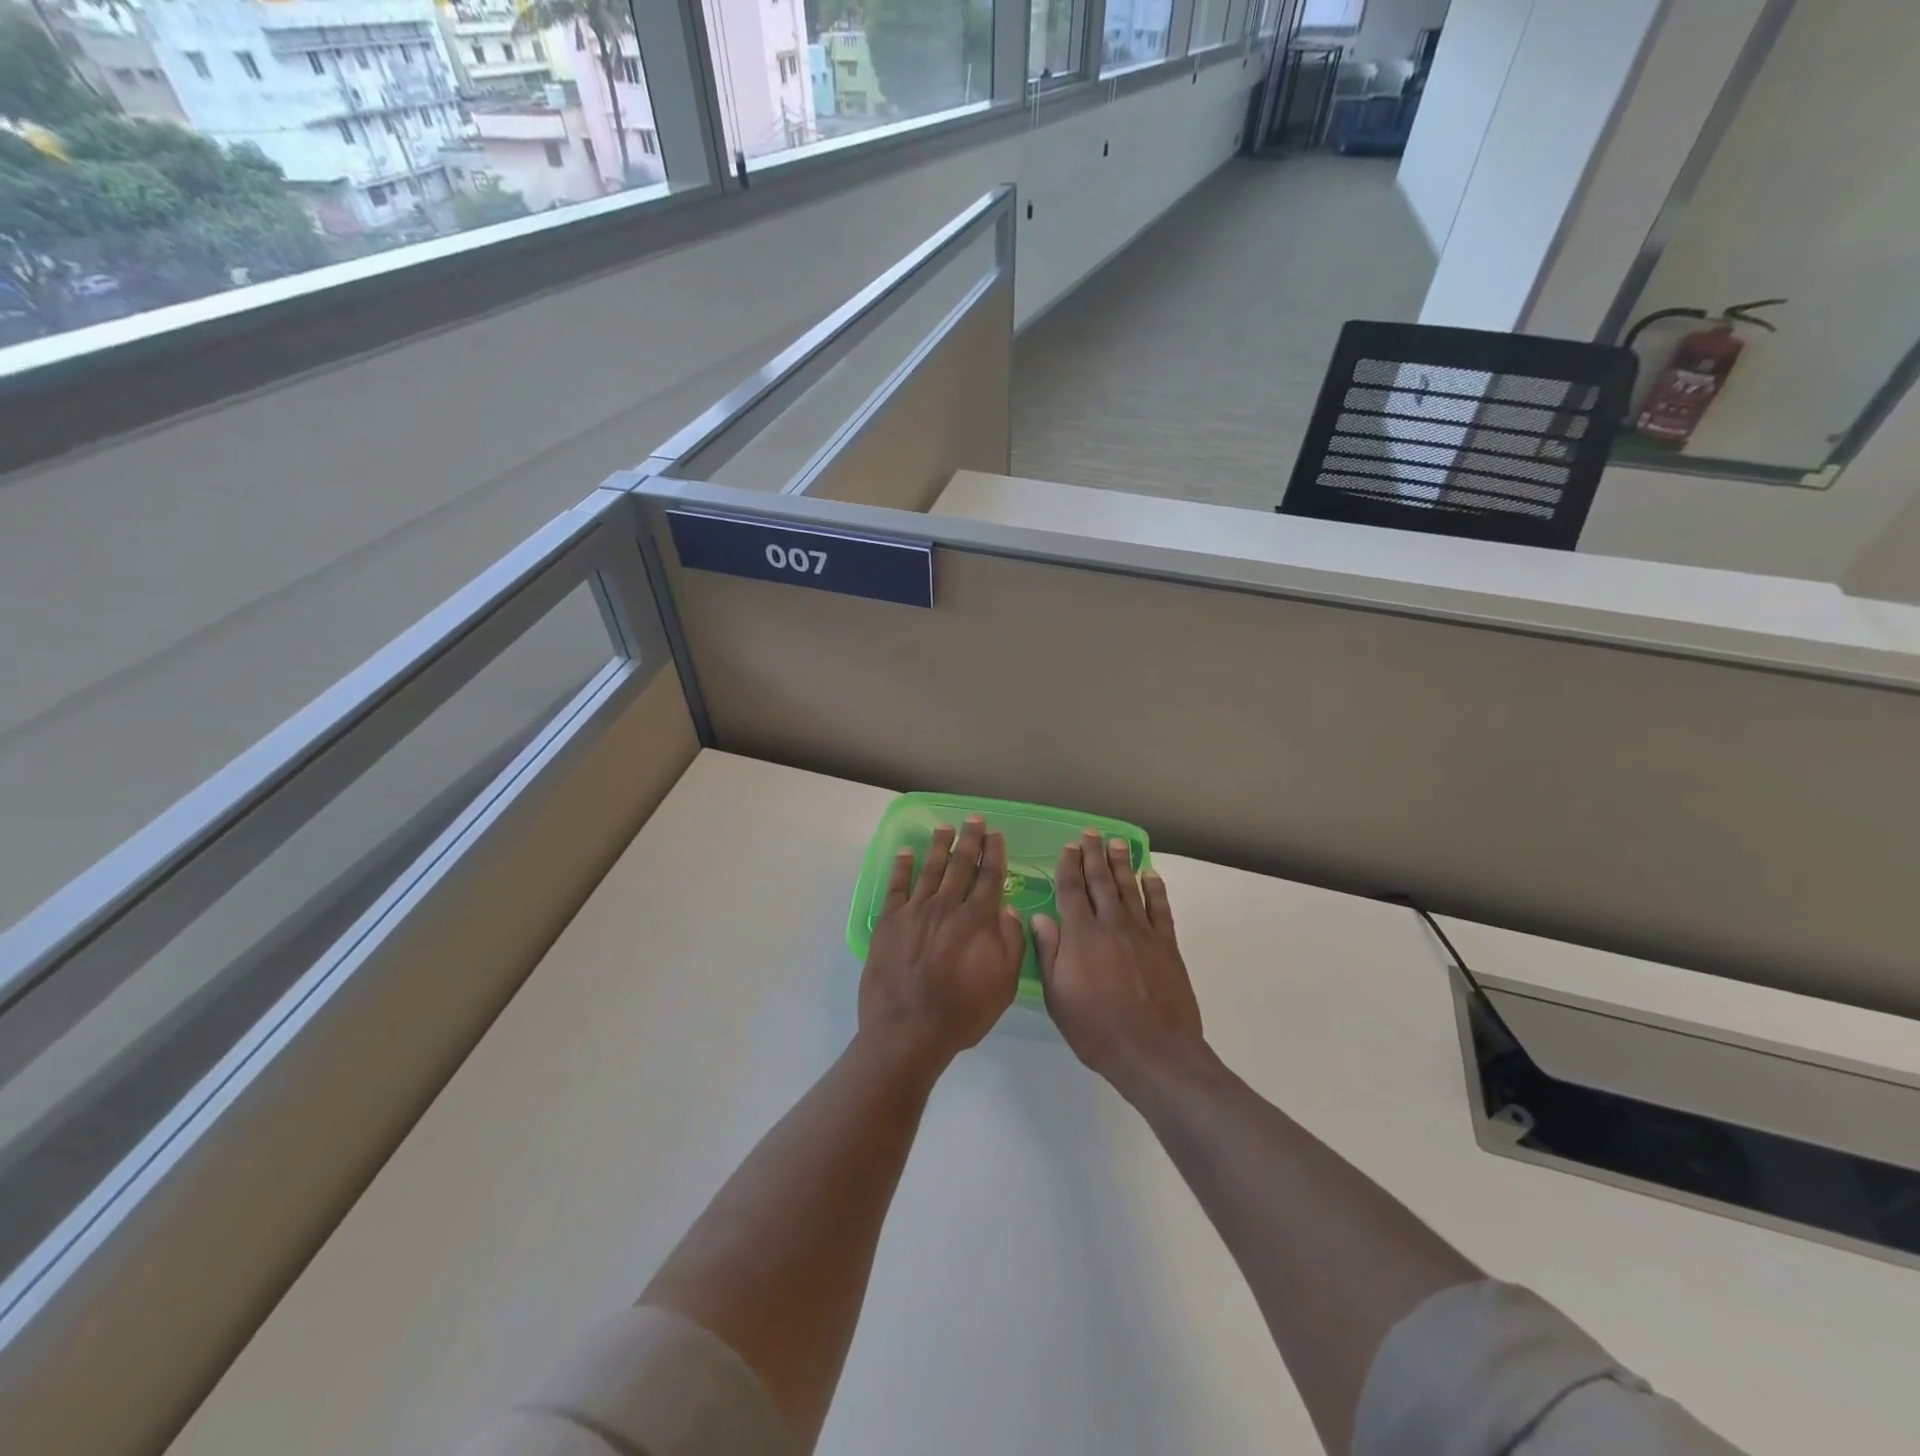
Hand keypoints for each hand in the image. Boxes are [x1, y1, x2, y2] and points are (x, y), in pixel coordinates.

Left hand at [859, 815, 1024, 1066]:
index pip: (990, 876)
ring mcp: (915, 911)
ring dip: (939, 845)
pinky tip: (906, 853)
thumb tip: (1008, 909)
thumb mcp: (1004, 983)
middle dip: (970, 840)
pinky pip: (896, 886)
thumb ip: (1011, 942)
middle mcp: (947, 906)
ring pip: (930, 869)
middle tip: (974, 819)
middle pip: (961, 865)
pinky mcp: (889, 922)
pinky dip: (902, 867)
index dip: (995, 853)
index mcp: (978, 919)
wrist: (909, 1030)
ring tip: (945, 827)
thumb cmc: (963, 1012)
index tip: (996, 835)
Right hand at [1033, 831, 1204, 1094]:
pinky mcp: (1167, 945)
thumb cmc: (1097, 1029)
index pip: (1071, 890)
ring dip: (1122, 863)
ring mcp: (1143, 933)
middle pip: (1101, 881)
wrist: (1154, 1052)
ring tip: (1117, 843)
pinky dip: (1155, 889)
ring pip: (1130, 888)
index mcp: (1081, 935)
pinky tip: (1151, 875)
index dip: (1068, 866)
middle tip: (1091, 834)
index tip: (1067, 847)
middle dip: (1094, 855)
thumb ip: (1050, 953)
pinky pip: (1160, 908)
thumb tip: (1040, 917)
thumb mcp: (1058, 997)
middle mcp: (1111, 924)